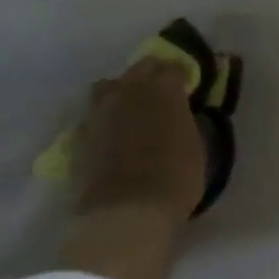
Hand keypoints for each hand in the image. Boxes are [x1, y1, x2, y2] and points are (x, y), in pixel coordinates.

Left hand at [71, 56, 205, 226]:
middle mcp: (130, 91)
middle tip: (164, 94)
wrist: (126, 210)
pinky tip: (114, 133)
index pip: (174, 68)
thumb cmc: (176, 179)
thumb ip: (188, 122)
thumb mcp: (197, 147)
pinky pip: (94, 113)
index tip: (190, 89)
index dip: (183, 77)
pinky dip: (106, 117)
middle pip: (141, 68)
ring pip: (110, 86)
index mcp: (164, 91)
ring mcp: (100, 110)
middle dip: (154, 75)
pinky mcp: (80, 133)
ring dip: (124, 91)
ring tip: (133, 109)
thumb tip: (184, 115)